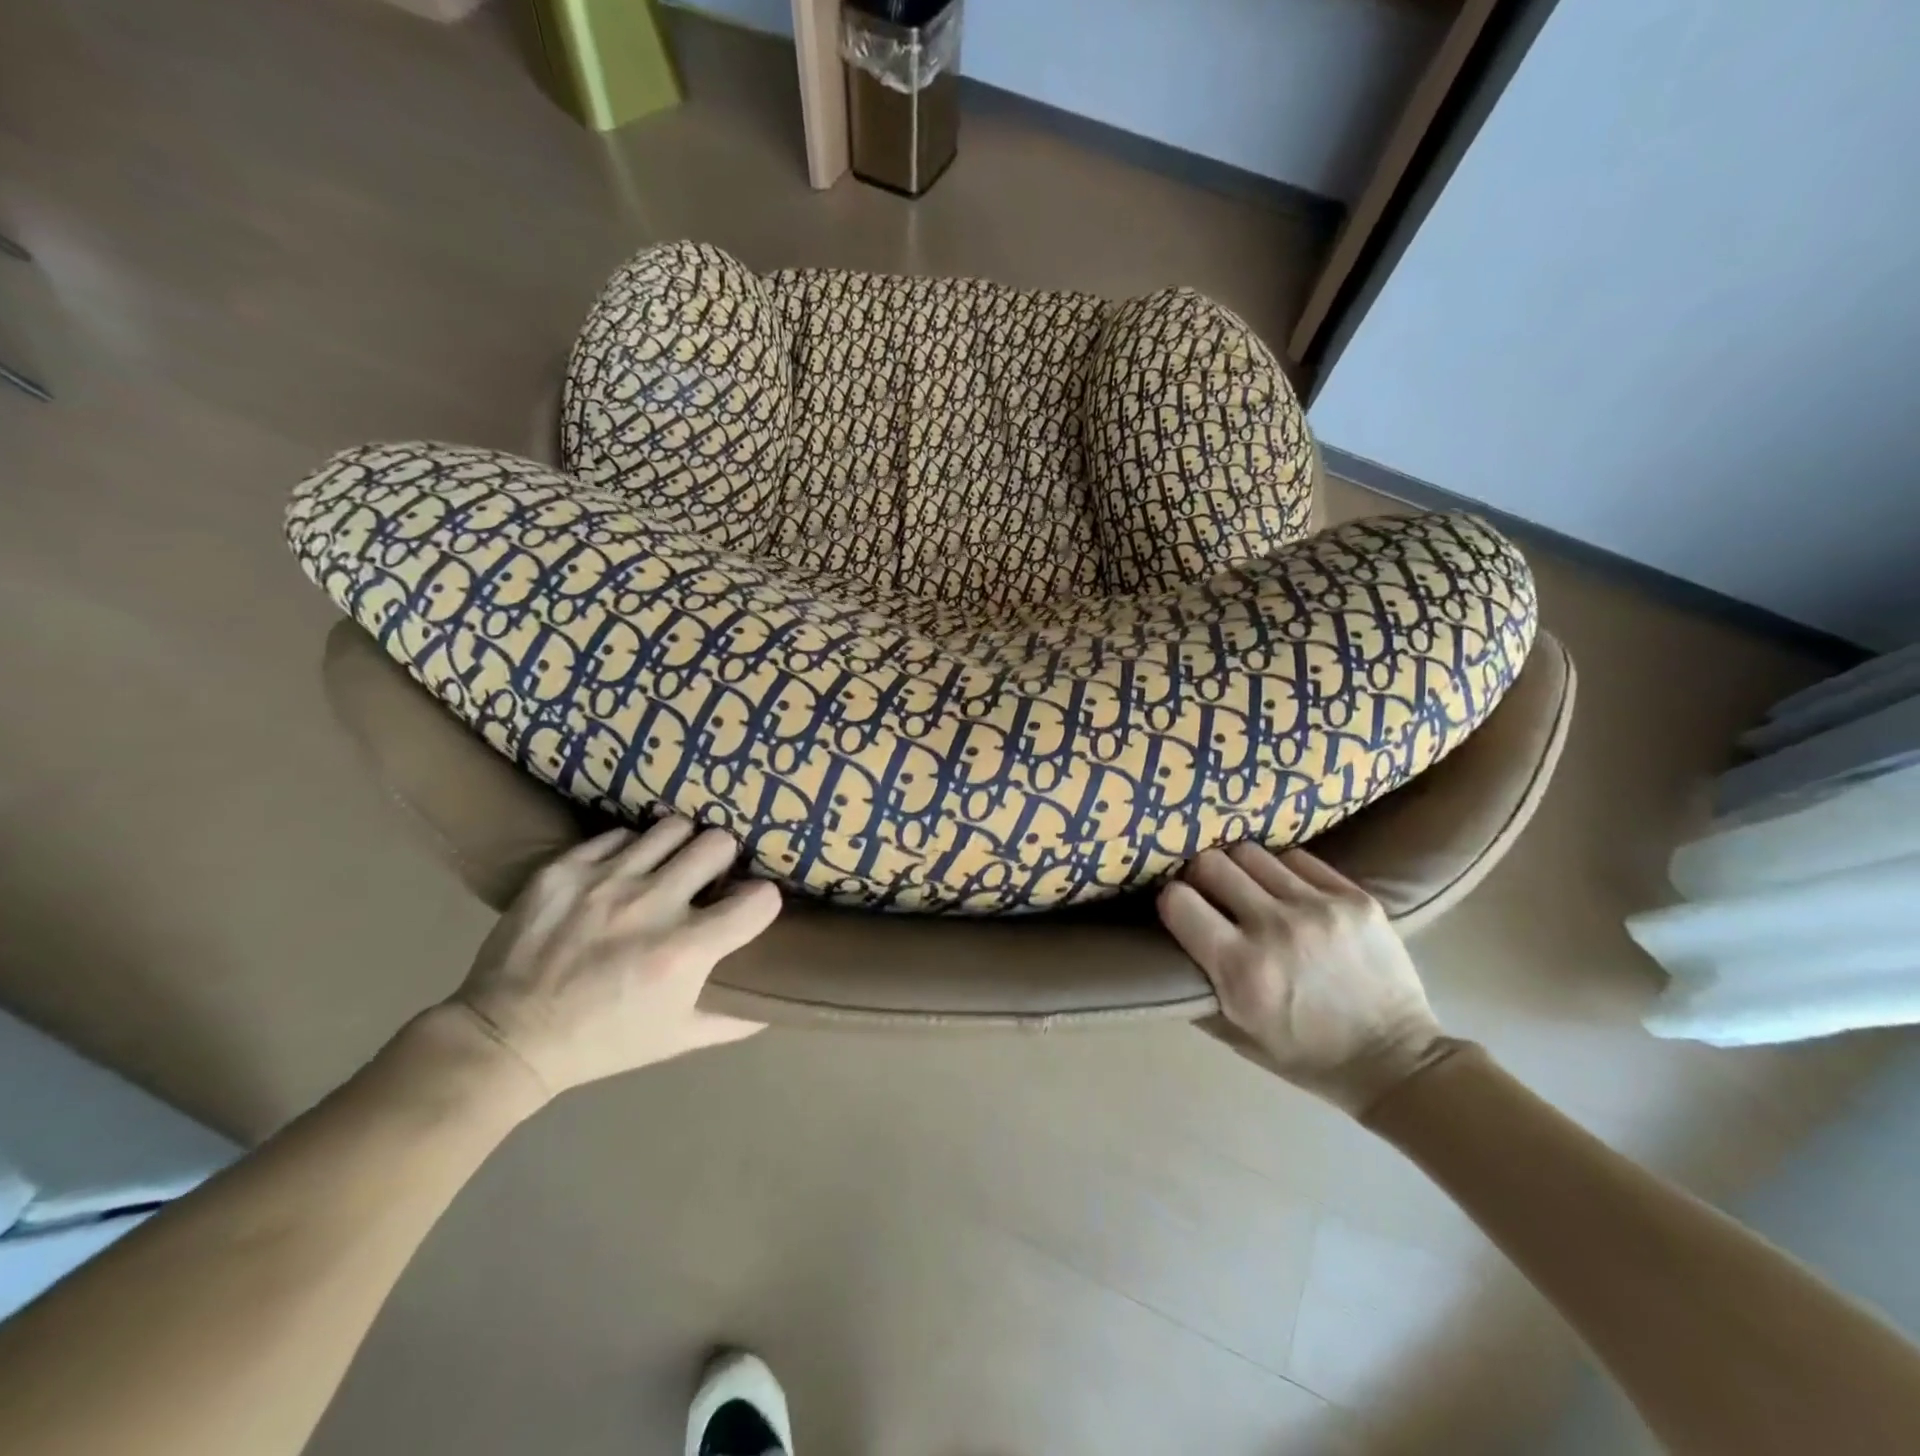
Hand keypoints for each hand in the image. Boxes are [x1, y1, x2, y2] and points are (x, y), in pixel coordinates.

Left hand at [443, 818, 779, 1101]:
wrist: (506, 1038)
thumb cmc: (602, 1043)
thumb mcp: (677, 1040)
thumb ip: (733, 1021)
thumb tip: (773, 1005)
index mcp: (685, 951)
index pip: (760, 899)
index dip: (761, 903)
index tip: (748, 908)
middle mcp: (652, 905)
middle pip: (719, 844)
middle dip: (723, 861)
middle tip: (708, 879)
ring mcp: (605, 881)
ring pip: (673, 828)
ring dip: (679, 847)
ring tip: (667, 866)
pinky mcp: (564, 869)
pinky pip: (619, 834)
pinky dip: (630, 850)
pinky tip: (621, 872)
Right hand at [1158, 844, 1449, 1114]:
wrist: (1397, 1062)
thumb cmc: (1303, 1055)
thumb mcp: (1234, 1034)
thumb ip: (1194, 984)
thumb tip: (1162, 939)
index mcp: (1240, 970)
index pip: (1177, 900)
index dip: (1171, 902)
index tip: (1179, 910)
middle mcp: (1275, 929)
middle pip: (1210, 863)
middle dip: (1200, 877)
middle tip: (1209, 893)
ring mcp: (1318, 908)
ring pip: (1250, 852)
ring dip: (1240, 869)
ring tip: (1248, 889)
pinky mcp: (1354, 898)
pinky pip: (1297, 857)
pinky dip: (1282, 870)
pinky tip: (1287, 891)